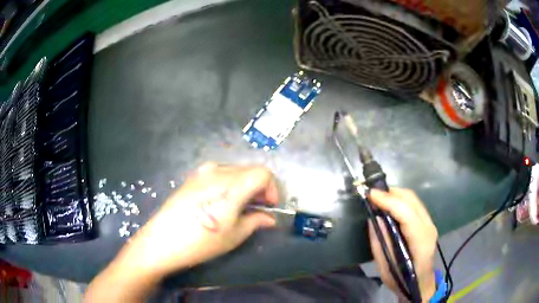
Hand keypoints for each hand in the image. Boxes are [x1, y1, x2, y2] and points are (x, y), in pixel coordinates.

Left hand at [86, 163, 278, 301]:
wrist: (161, 241)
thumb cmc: (200, 242)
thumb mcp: (233, 236)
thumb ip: (256, 221)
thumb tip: (269, 218)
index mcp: (230, 186)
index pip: (263, 173)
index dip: (271, 188)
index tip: (268, 206)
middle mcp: (217, 171)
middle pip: (250, 170)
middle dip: (259, 188)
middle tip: (257, 210)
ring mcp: (202, 172)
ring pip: (235, 171)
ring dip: (244, 186)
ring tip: (239, 207)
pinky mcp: (192, 177)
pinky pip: (219, 174)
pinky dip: (229, 185)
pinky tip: (220, 203)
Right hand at [367, 188, 437, 301]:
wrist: (421, 284)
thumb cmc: (402, 281)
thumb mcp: (386, 268)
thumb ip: (380, 244)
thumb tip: (374, 219)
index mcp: (421, 242)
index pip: (407, 214)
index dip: (389, 201)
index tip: (370, 195)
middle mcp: (429, 228)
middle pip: (411, 200)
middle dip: (391, 193)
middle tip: (372, 195)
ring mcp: (430, 223)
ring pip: (413, 199)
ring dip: (395, 195)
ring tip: (378, 198)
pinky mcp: (427, 223)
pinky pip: (414, 204)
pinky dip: (400, 200)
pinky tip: (389, 205)